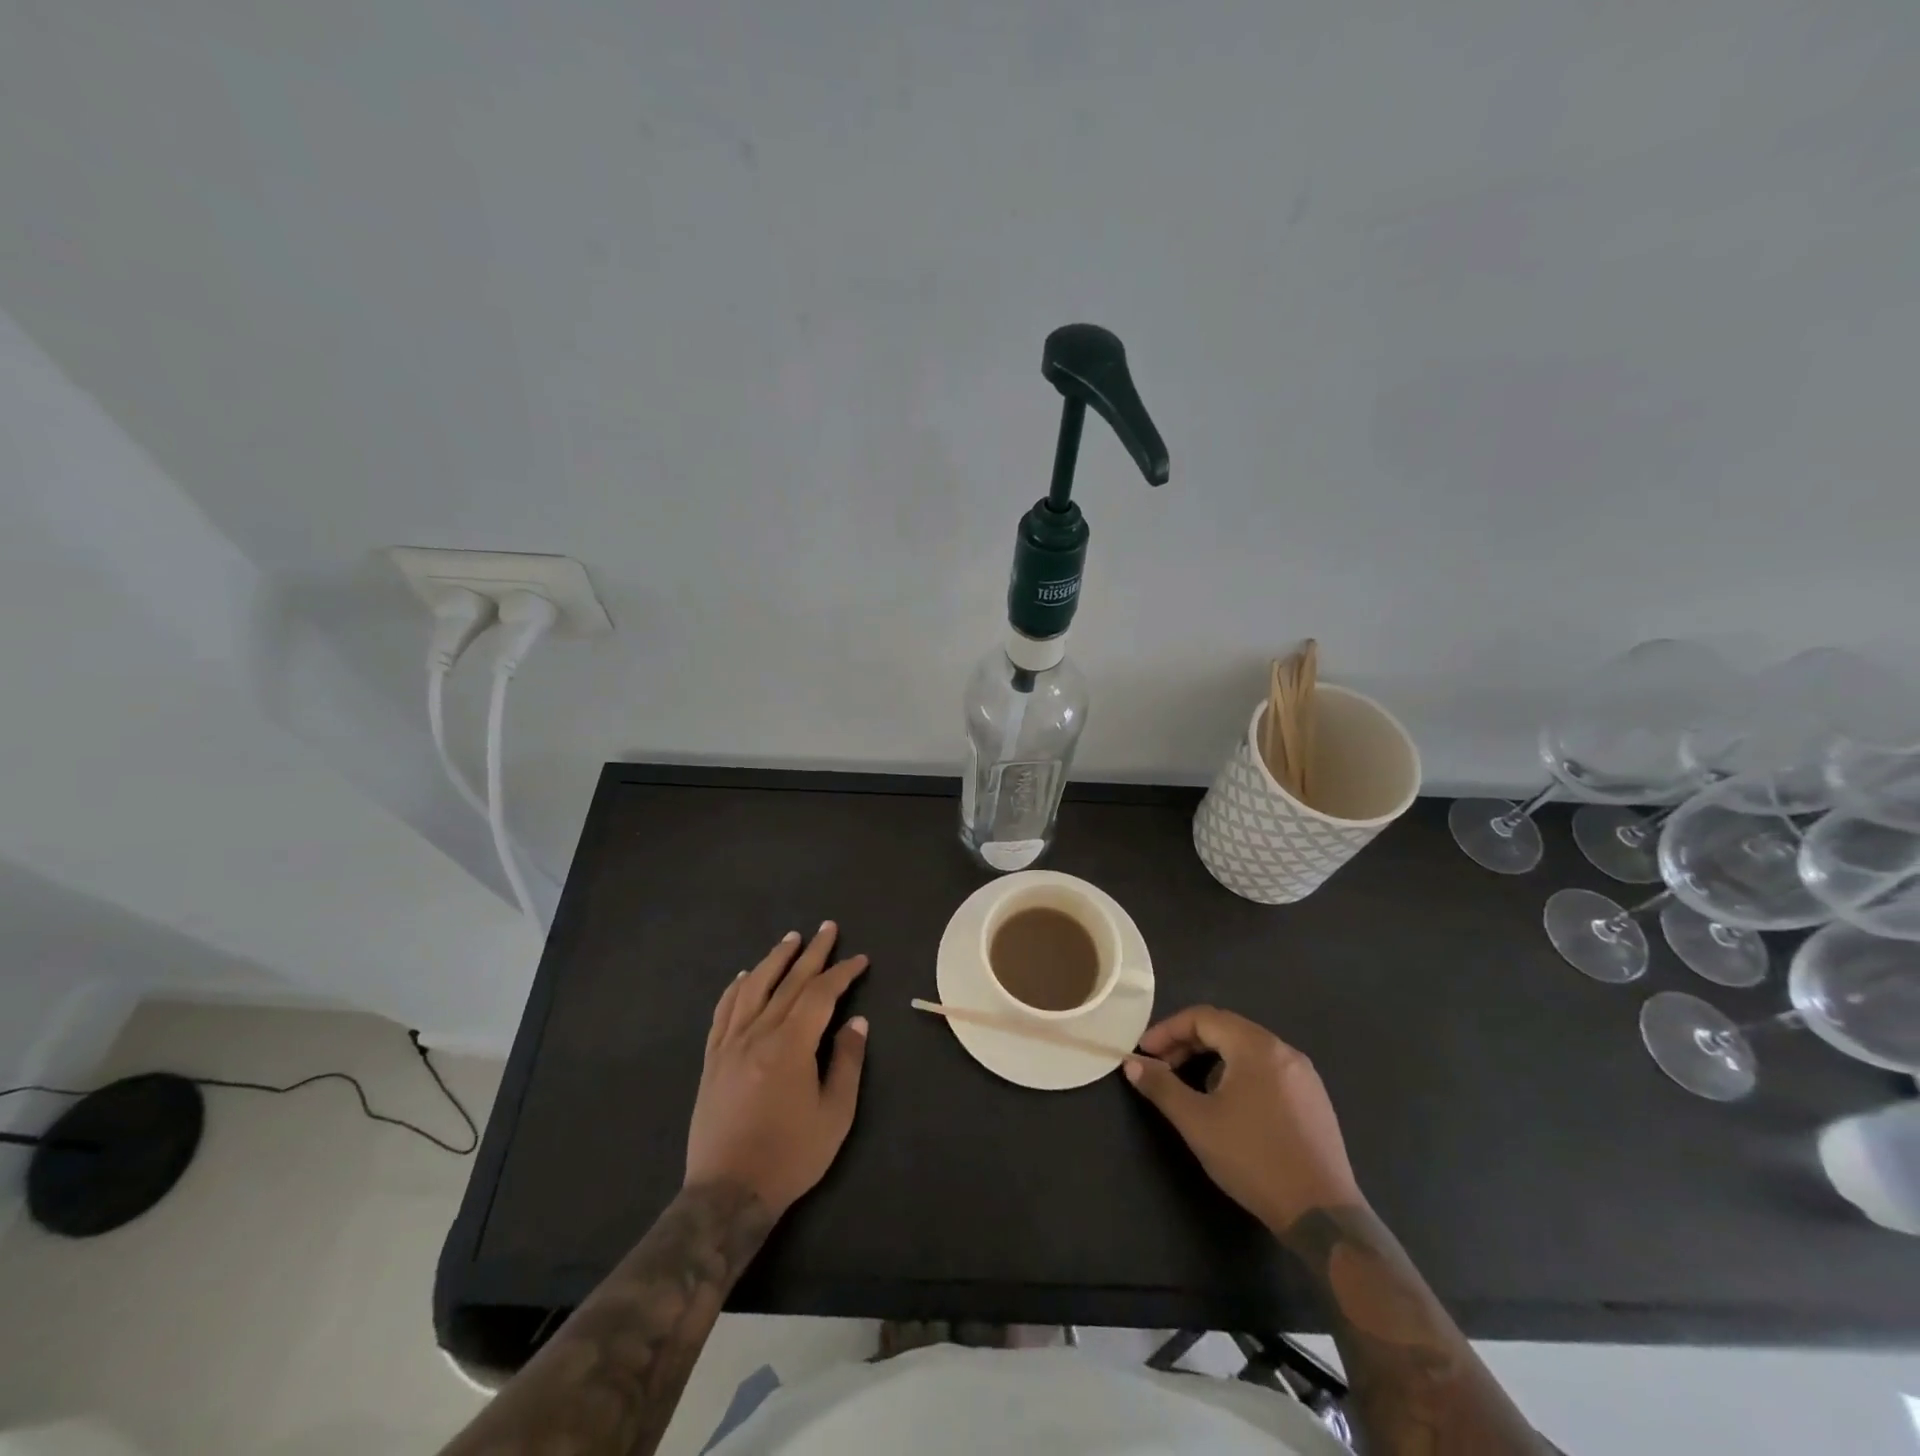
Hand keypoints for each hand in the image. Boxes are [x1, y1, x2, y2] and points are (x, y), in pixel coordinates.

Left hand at [684, 923, 869, 1216]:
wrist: (727, 1193)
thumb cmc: (789, 1156)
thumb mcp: (834, 1115)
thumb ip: (846, 1063)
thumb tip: (857, 1022)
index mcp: (790, 1045)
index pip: (820, 994)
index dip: (842, 973)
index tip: (860, 960)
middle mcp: (758, 1034)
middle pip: (788, 982)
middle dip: (812, 952)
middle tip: (828, 928)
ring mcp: (730, 1044)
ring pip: (753, 988)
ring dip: (774, 960)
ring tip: (790, 939)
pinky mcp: (712, 1059)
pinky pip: (723, 1012)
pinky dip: (736, 988)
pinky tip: (743, 975)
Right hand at [1125, 1005, 1362, 1231]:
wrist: (1322, 1216)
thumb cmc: (1254, 1159)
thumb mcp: (1197, 1122)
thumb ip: (1162, 1087)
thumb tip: (1132, 1064)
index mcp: (1256, 1046)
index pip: (1203, 1018)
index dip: (1168, 1030)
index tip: (1145, 1053)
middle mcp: (1283, 1050)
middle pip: (1226, 1029)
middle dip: (1188, 1044)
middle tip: (1162, 1067)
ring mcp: (1304, 1075)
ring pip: (1246, 1049)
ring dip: (1212, 1059)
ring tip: (1191, 1087)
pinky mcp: (1314, 1099)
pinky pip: (1267, 1069)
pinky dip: (1238, 1073)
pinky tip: (1229, 1105)